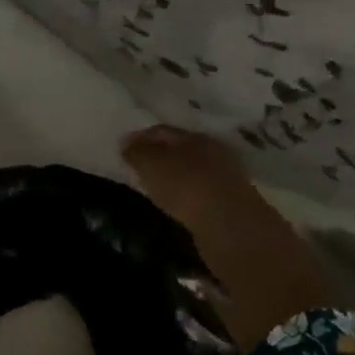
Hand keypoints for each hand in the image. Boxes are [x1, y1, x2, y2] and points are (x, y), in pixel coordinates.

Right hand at [121, 124, 266, 235]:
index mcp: (192, 136)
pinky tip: (178, 202)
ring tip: (156, 186)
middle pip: (180, 148)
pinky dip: (186, 193)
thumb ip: (137, 153)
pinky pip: (201, 190)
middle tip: (139, 166)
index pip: (161, 130)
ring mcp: (225, 176)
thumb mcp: (151, 165)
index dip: (140, 137)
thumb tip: (126, 143)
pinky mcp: (231, 201)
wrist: (230, 224)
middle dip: (159, 154)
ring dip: (174, 175)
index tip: (123, 148)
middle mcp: (212, 151)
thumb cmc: (185, 186)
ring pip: (192, 169)